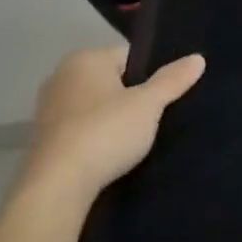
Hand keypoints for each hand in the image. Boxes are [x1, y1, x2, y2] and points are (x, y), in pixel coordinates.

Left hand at [23, 45, 204, 201]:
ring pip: (95, 106)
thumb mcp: (148, 105)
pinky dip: (96, 136)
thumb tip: (198, 58)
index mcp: (85, 59)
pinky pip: (81, 128)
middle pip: (111, 80)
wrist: (58, 185)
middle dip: (132, 96)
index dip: (151, 75)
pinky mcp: (43, 138)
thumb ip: (172, 80)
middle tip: (155, 117)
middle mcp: (61, 76)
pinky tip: (111, 153)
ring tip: (136, 139)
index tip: (165, 97)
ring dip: (113, 118)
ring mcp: (48, 108)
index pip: (130, 56)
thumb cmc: (105, 132)